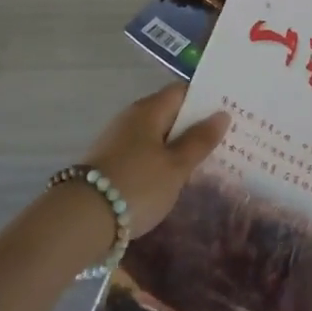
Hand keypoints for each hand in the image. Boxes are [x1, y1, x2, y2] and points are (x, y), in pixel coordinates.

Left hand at [80, 84, 230, 236]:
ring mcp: (117, 140)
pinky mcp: (109, 163)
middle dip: (194, 125)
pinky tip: (172, 179)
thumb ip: (199, 140)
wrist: (82, 219)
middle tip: (224, 141)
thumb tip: (221, 114)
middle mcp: (130, 118)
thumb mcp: (176, 166)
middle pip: (168, 113)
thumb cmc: (137, 186)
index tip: (229, 113)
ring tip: (204, 163)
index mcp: (148, 110)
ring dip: (177, 146)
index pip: (181, 92)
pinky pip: (143, 153)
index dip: (205, 100)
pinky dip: (160, 161)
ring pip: (155, 135)